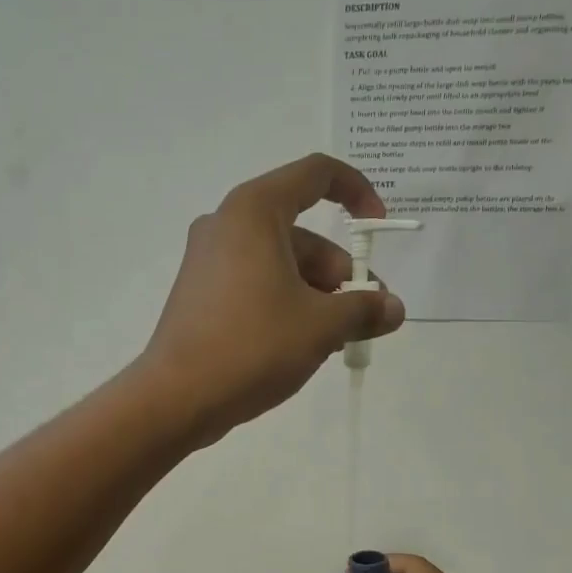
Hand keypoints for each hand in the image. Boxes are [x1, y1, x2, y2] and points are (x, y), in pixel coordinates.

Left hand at [140, 154, 405, 442]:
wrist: (177, 398)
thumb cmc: (253, 347)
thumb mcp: (321, 326)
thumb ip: (364, 310)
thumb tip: (394, 309)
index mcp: (255, 211)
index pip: (316, 174)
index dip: (357, 193)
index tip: (378, 229)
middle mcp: (227, 225)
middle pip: (302, 234)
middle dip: (339, 274)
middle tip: (364, 317)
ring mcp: (208, 261)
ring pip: (280, 265)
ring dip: (316, 297)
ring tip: (335, 342)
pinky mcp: (200, 294)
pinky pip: (256, 285)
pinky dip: (285, 305)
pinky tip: (301, 347)